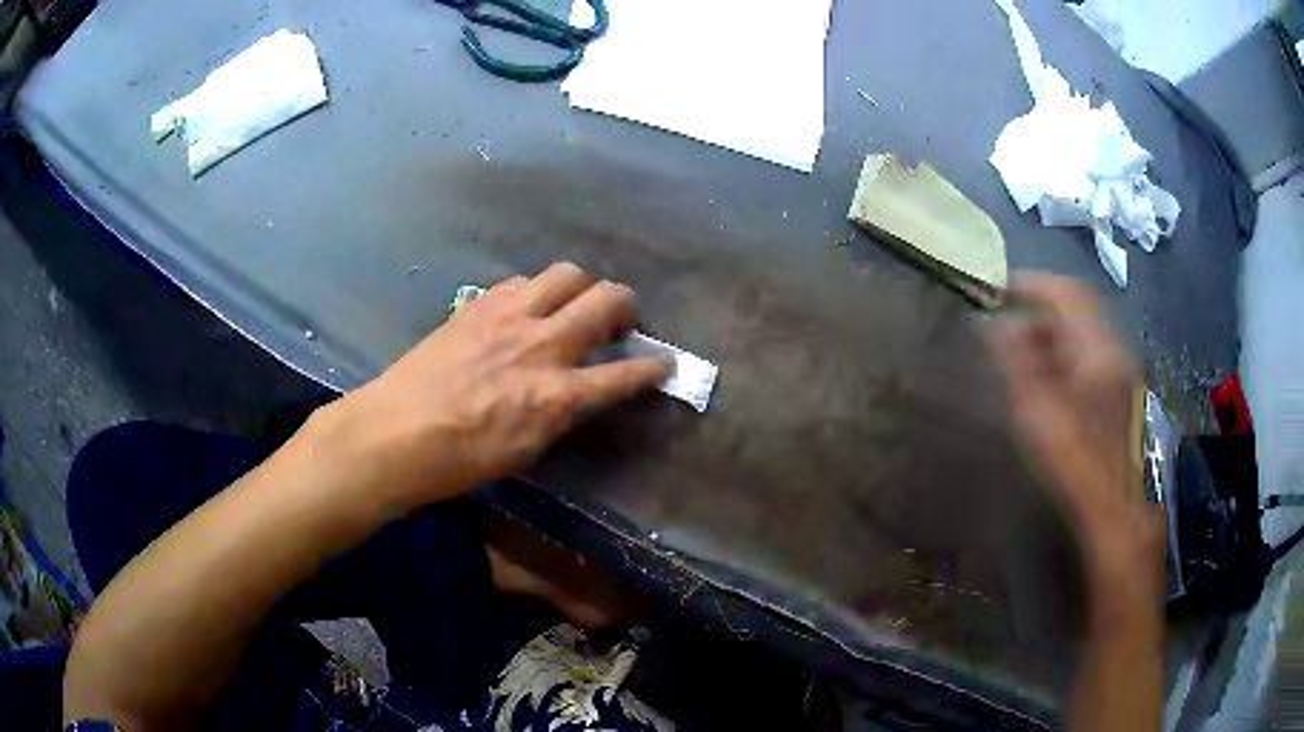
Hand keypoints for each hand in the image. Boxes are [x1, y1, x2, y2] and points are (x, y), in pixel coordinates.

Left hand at [310, 262, 669, 514]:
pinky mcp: (479, 305)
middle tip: (619, 320)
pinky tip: (525, 309)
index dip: (652, 369)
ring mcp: (509, 317)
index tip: (664, 364)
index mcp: (556, 395)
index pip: (623, 375)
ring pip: (567, 274)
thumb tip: (576, 393)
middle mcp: (542, 345)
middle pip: (606, 299)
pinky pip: (522, 281)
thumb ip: (558, 413)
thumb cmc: (460, 459)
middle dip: (626, 305)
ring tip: (573, 304)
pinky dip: (536, 291)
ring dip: (581, 287)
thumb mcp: (524, 450)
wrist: (396, 432)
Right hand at [989, 276, 1162, 594]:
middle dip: (1039, 309)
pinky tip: (1046, 378)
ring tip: (1019, 354)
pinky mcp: (1120, 389)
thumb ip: (1018, 364)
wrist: (1115, 511)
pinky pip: (1088, 353)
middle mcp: (1115, 350)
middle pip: (1077, 308)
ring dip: (1050, 331)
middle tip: (1005, 325)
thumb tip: (998, 324)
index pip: (1068, 293)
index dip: (1032, 284)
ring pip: (1083, 331)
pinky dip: (1063, 352)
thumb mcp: (1038, 415)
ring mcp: (1121, 370)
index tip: (999, 290)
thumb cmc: (1076, 467)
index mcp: (1098, 351)